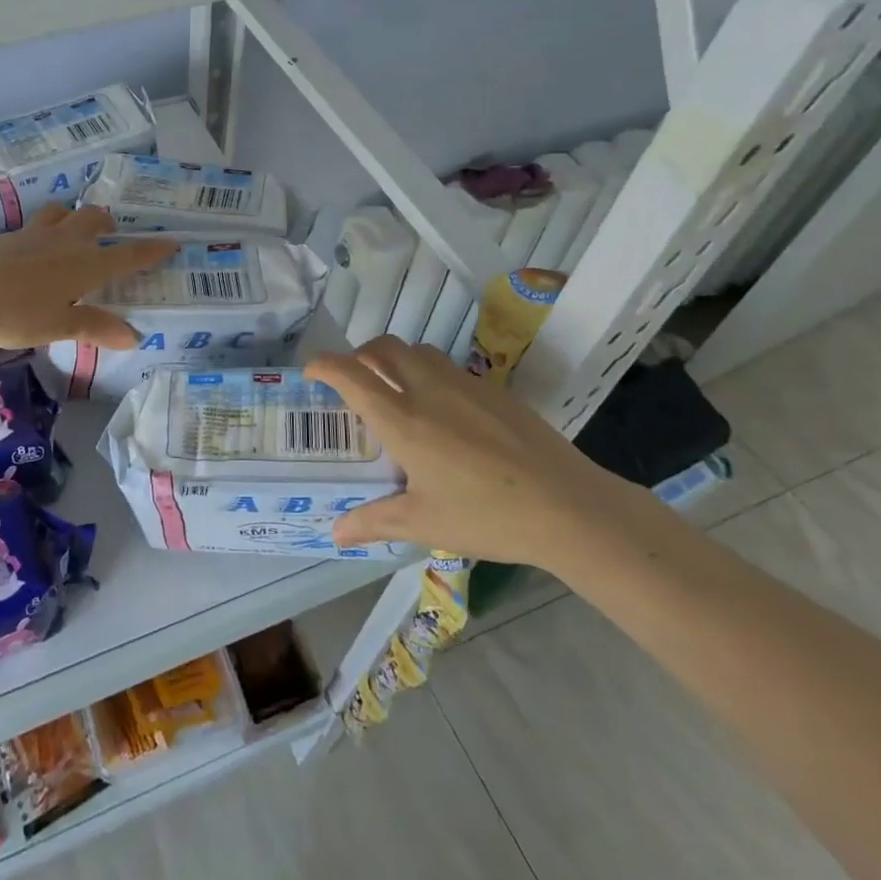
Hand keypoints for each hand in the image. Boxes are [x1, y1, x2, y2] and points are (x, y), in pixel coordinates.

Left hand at [0, 205, 176, 349]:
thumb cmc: (17, 314)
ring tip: (72, 233)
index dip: (151, 250)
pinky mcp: (8, 237)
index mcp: (84, 265)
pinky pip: (35, 225)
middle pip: (94, 219)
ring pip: (62, 212)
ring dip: (73, 217)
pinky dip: (45, 231)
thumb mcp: (60, 326)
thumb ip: (96, 328)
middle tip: (111, 235)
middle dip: (107, 224)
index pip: (127, 255)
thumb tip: (133, 336)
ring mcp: (34, 234)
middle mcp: (64, 242)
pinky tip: (34, 249)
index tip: (170, 241)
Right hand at [310, 336, 629, 568]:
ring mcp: (465, 384)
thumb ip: (374, 521)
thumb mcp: (424, 523)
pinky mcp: (494, 390)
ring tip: (396, 389)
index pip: (351, 375)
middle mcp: (428, 390)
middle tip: (355, 379)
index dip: (324, 366)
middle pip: (384, 347)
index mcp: (402, 419)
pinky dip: (429, 372)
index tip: (311, 372)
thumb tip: (336, 532)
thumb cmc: (487, 515)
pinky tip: (443, 411)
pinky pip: (449, 366)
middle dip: (360, 354)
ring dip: (396, 358)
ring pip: (418, 350)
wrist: (569, 507)